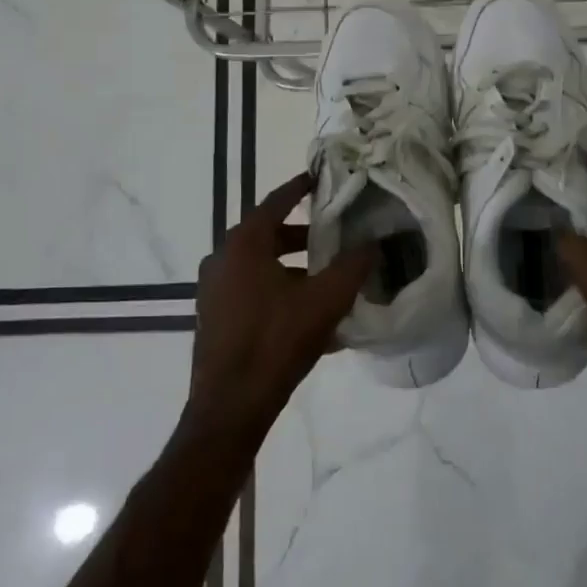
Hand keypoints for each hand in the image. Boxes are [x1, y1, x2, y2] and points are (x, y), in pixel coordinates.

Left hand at [185, 171, 373, 441]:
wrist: (231, 407)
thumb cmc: (277, 342)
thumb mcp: (326, 300)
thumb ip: (353, 266)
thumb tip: (373, 243)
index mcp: (244, 245)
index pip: (275, 202)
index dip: (298, 188)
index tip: (318, 179)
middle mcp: (222, 259)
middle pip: (267, 234)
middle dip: (302, 235)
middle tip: (332, 235)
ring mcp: (213, 290)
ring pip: (259, 265)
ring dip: (291, 266)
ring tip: (326, 277)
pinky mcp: (214, 318)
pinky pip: (251, 291)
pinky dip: (278, 290)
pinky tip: (307, 313)